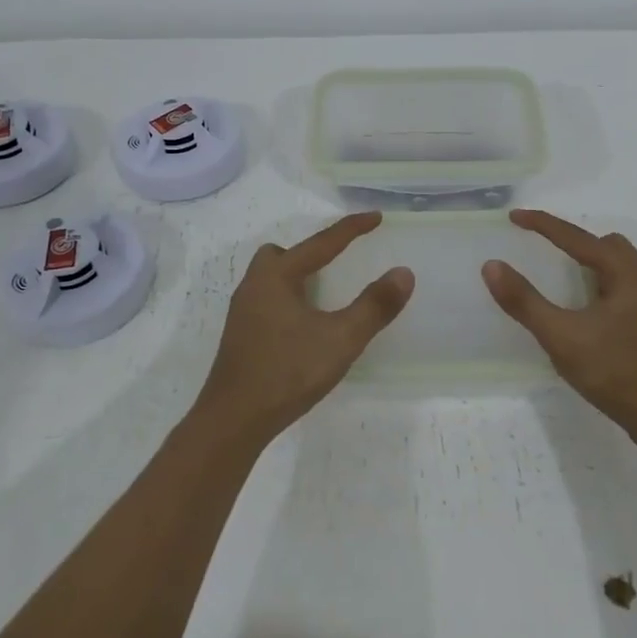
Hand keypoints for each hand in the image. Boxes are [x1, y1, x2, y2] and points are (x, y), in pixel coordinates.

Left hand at [195, 212, 413, 448]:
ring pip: (270, 278)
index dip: (351, 229)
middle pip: (282, 254)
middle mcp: (254, 286)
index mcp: (277, 277)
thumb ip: (374, 306)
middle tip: (336, 264)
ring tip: (323, 295)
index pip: (321, 243)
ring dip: (297, 278)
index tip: (376, 217)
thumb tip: (403, 273)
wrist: (233, 420)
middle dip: (311, 253)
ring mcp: (243, 313)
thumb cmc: (287, 372)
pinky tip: (303, 326)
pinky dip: (288, 300)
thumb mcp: (340, 340)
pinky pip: (267, 300)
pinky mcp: (241, 336)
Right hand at [482, 209, 636, 447]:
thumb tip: (492, 266)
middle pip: (607, 245)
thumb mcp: (563, 337)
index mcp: (626, 277)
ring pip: (617, 268)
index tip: (514, 217)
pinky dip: (596, 285)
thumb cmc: (617, 374)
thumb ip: (526, 302)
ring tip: (559, 275)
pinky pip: (619, 289)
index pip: (579, 239)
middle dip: (573, 241)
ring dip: (587, 263)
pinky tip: (581, 311)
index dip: (544, 225)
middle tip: (542, 248)